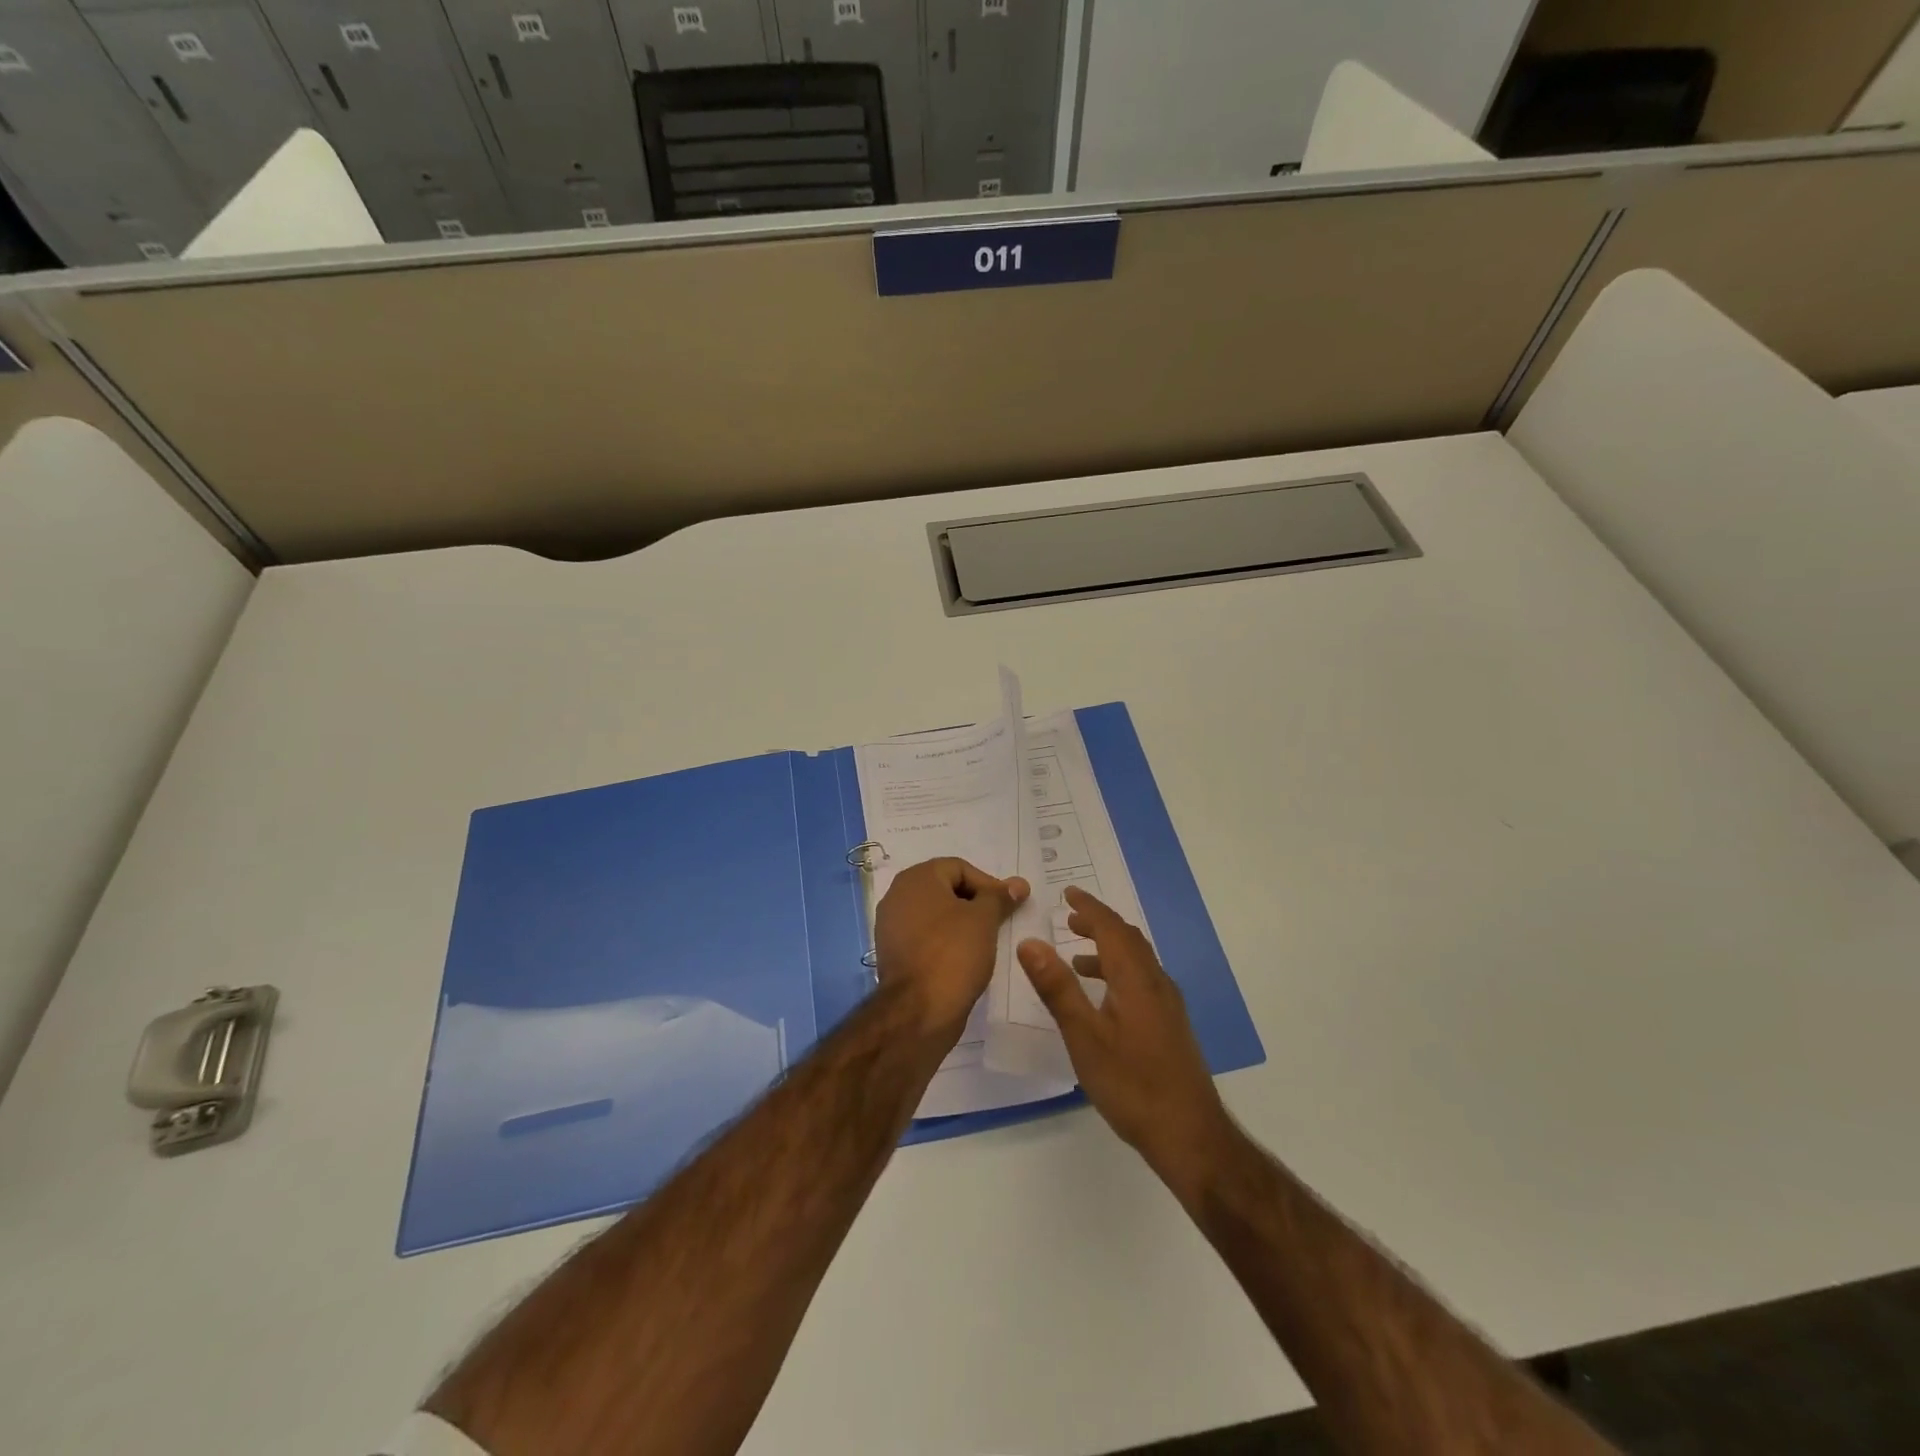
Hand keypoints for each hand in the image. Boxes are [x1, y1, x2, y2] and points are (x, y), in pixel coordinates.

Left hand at [874, 858, 1027, 1041]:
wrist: (918, 1011)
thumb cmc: (953, 953)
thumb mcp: (984, 920)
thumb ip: (999, 897)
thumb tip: (1018, 883)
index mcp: (917, 878)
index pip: (959, 868)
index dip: (988, 884)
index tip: (1008, 906)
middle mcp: (898, 895)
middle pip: (945, 888)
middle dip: (975, 902)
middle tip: (999, 921)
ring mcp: (891, 925)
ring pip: (935, 914)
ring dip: (961, 923)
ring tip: (985, 941)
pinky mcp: (893, 953)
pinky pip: (925, 937)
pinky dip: (945, 942)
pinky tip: (964, 959)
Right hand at [1017, 887, 1233, 1187]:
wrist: (1190, 1135)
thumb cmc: (1132, 1084)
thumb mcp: (1084, 1036)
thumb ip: (1057, 988)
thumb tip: (1030, 942)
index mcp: (1136, 979)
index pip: (1112, 928)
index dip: (1089, 908)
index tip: (1067, 893)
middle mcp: (1156, 984)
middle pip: (1128, 940)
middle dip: (1099, 924)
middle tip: (1070, 918)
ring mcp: (1168, 1006)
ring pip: (1137, 962)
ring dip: (1108, 950)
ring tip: (1077, 958)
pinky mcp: (1171, 1026)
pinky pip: (1141, 982)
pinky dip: (1118, 974)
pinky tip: (1103, 1001)